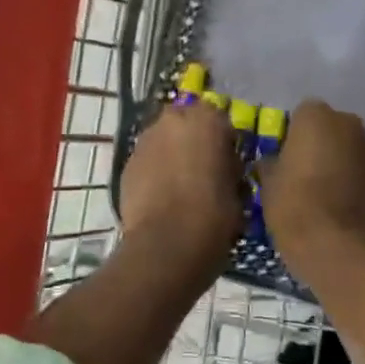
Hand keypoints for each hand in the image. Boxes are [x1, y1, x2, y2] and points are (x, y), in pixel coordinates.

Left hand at [118, 102, 242, 286]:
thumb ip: (230, 167)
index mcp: (207, 119)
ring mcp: (145, 141)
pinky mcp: (126, 164)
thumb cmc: (214, 214)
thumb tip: (225, 166)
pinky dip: (154, 172)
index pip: (220, 119)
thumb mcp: (239, 188)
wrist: (167, 244)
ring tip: (180, 186)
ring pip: (163, 140)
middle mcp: (173, 120)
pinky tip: (162, 197)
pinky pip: (147, 161)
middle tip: (203, 170)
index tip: (228, 163)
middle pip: (186, 123)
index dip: (224, 141)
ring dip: (172, 155)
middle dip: (193, 141)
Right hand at [259, 100, 364, 276]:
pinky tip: (353, 201)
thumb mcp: (269, 185)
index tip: (290, 158)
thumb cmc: (294, 207)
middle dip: (325, 143)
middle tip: (311, 171)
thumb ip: (272, 164)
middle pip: (334, 127)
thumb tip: (272, 162)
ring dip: (347, 159)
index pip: (302, 115)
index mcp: (315, 116)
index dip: (295, 136)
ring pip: (356, 146)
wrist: (337, 246)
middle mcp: (349, 122)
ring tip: (334, 188)